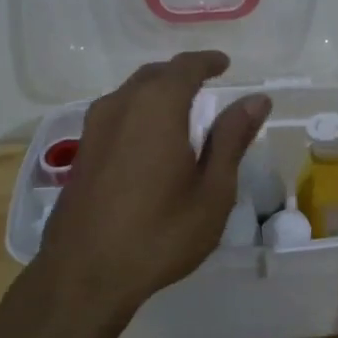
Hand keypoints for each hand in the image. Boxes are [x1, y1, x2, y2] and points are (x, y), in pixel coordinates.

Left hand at [36, 51, 270, 320]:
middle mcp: (121, 105)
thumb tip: (256, 100)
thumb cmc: (160, 233)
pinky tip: (149, 137)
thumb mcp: (212, 191)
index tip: (224, 64)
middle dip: (181, 73)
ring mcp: (95, 128)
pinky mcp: (82, 152)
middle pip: (154, 75)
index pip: (185, 67)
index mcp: (158, 107)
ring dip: (157, 91)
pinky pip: (115, 113)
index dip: (207, 62)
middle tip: (206, 83)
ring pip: (130, 93)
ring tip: (181, 107)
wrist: (84, 275)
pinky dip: (138, 111)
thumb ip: (232, 139)